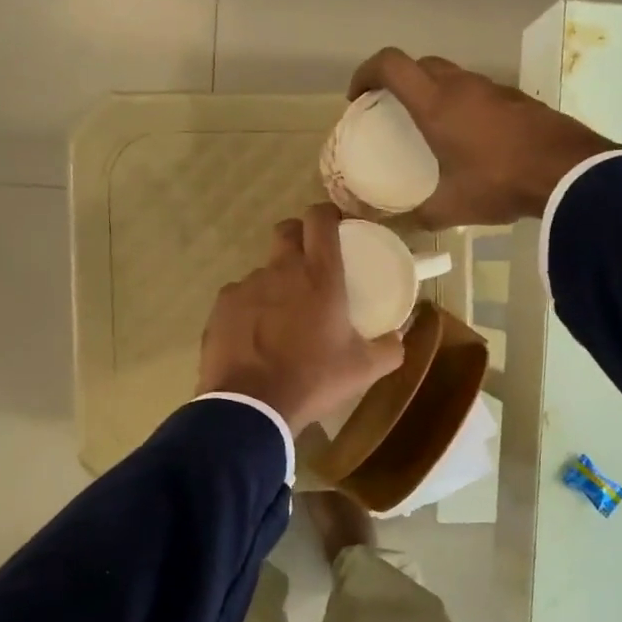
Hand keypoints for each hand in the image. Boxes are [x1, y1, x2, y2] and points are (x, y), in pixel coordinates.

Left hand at [198, 204, 405, 432]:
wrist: (252, 406)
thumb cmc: (313, 379)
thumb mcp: (363, 369)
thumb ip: (390, 348)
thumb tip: (399, 337)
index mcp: (319, 275)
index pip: (320, 218)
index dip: (328, 214)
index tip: (336, 227)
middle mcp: (281, 270)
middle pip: (287, 231)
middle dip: (299, 238)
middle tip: (310, 266)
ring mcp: (246, 286)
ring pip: (264, 270)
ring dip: (275, 283)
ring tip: (282, 317)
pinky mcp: (222, 306)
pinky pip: (240, 297)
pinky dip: (250, 309)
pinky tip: (255, 337)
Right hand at [348, 49, 621, 227]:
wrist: (569, 172)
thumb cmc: (500, 182)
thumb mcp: (453, 207)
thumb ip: (422, 216)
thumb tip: (402, 226)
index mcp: (436, 103)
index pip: (391, 64)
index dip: (366, 73)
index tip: (358, 97)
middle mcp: (462, 86)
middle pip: (421, 64)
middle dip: (399, 81)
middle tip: (392, 111)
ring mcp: (494, 88)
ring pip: (453, 76)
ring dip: (434, 91)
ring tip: (430, 126)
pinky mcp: (518, 99)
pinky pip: (478, 92)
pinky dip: (463, 104)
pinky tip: (469, 138)